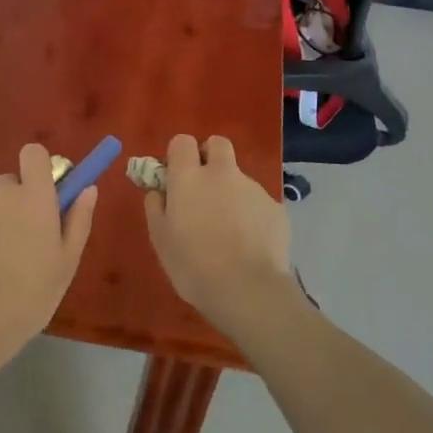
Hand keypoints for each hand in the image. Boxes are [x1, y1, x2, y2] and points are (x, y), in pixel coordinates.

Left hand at [0, 143, 96, 382]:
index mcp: (33, 196)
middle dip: (15, 205)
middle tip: (20, 244)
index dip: (39, 169)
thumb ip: (78, 219)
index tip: (44, 195)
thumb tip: (87, 188)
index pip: (33, 153)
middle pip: (9, 185)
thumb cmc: (29, 297)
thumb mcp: (66, 264)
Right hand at [143, 135, 296, 340]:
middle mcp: (222, 173)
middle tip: (204, 188)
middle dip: (210, 157)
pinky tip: (250, 244)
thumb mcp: (160, 239)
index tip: (176, 176)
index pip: (182, 141)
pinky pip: (259, 203)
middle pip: (218, 144)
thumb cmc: (194, 266)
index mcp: (189, 177)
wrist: (247, 290)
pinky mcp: (276, 208)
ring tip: (229, 231)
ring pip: (239, 177)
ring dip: (231, 192)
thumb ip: (156, 207)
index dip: (179, 155)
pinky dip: (252, 216)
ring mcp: (253, 188)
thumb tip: (158, 191)